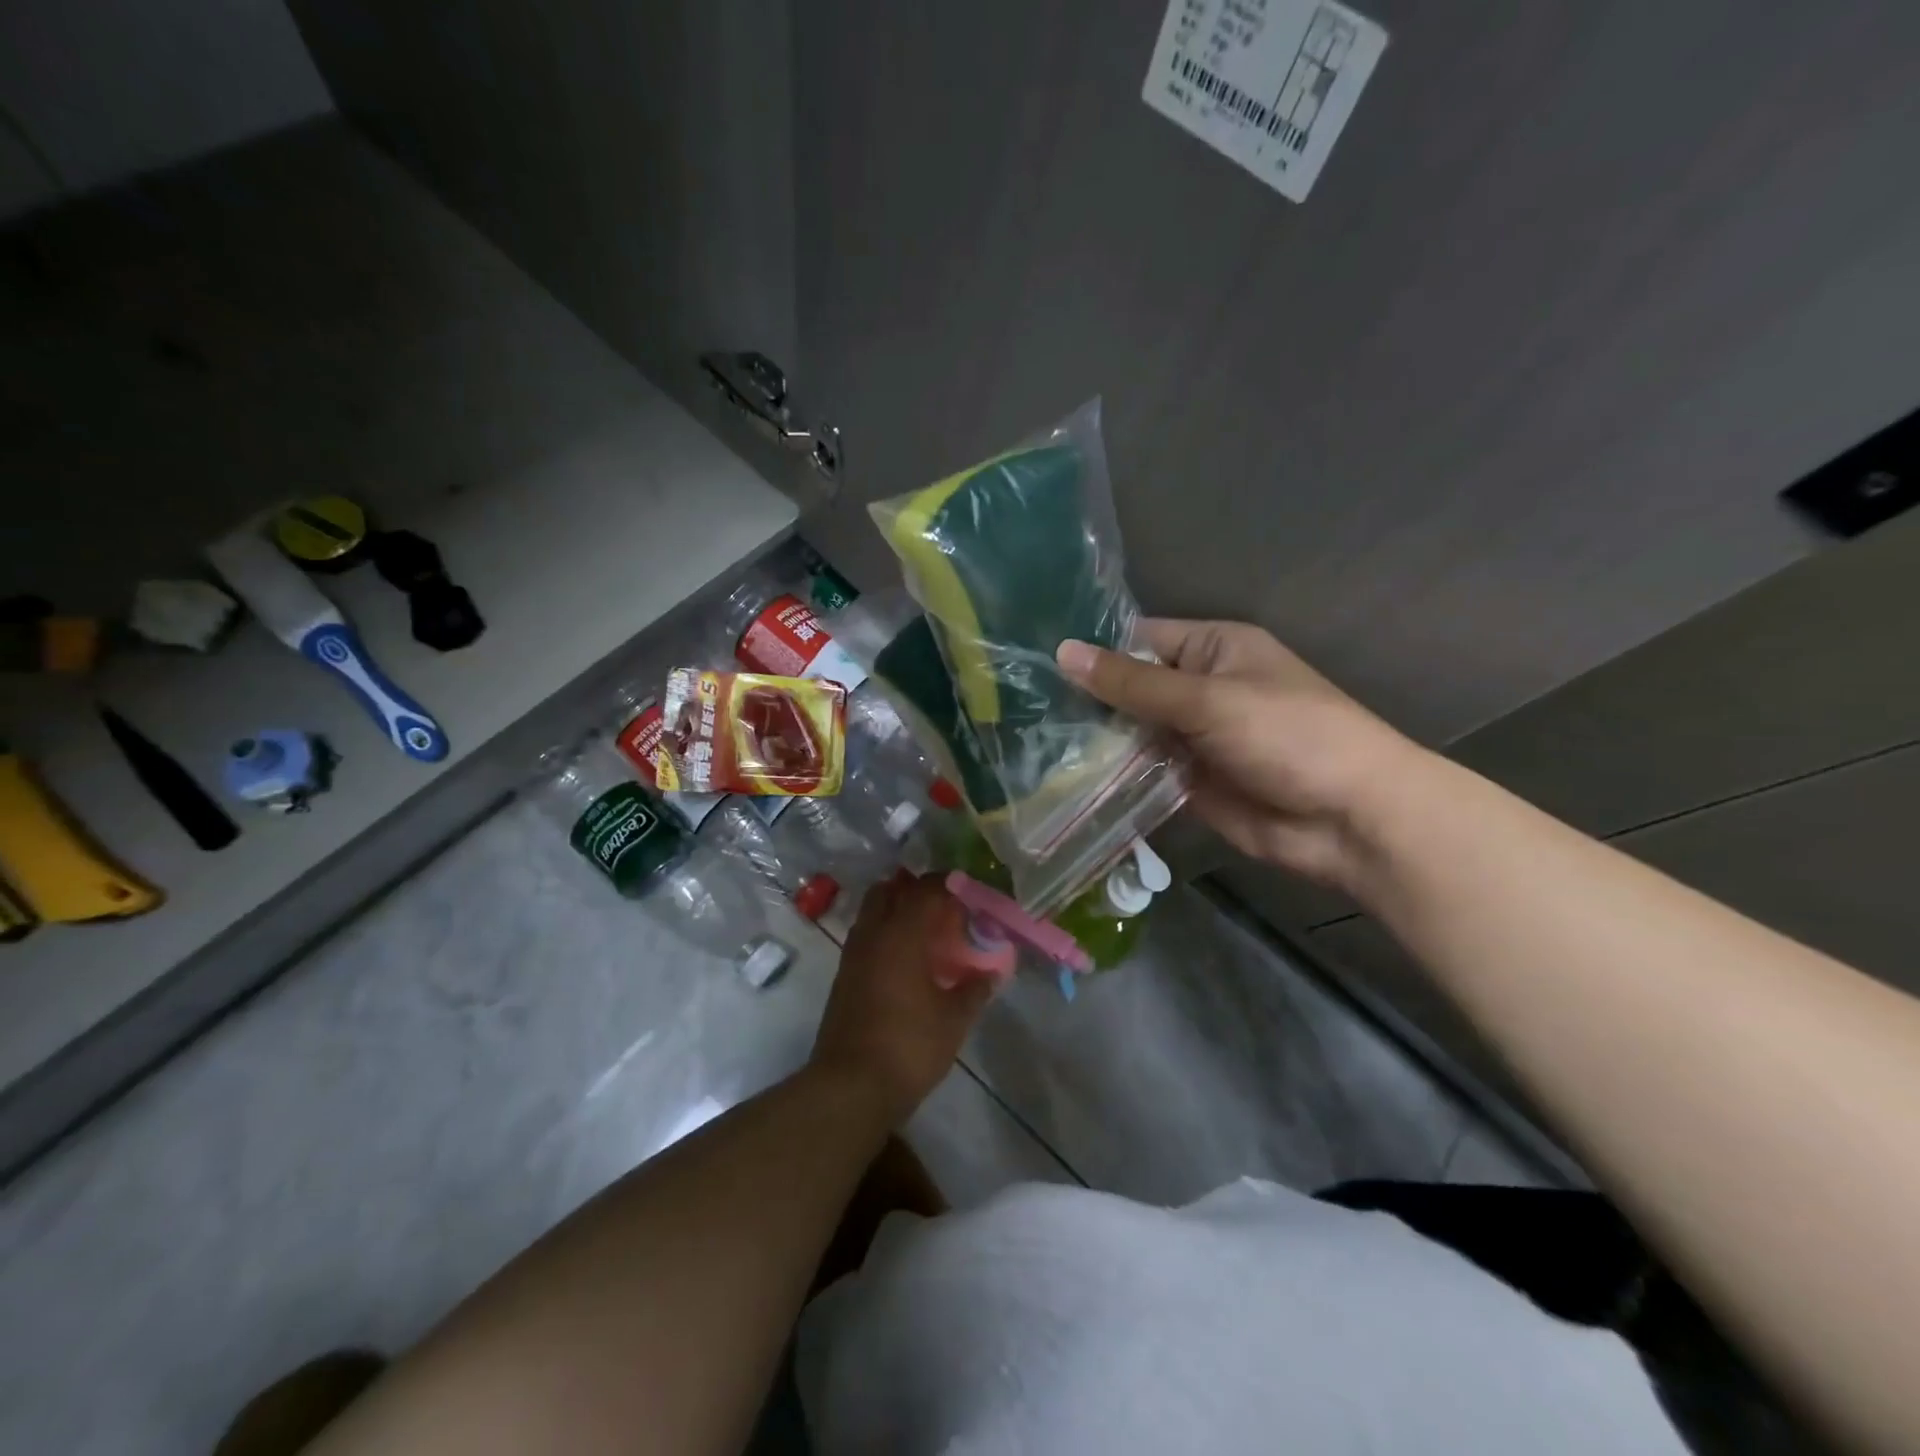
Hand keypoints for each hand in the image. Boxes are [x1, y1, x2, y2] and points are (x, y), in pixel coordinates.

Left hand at [810, 873, 994, 1122]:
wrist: (850, 1087)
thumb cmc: (908, 1046)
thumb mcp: (954, 1020)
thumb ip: (975, 989)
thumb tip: (992, 972)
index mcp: (901, 934)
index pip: (925, 890)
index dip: (948, 885)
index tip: (969, 893)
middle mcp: (873, 934)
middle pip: (890, 890)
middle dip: (916, 890)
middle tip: (944, 908)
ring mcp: (853, 954)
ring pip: (873, 912)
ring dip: (897, 910)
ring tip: (927, 932)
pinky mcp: (844, 976)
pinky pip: (866, 936)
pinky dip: (885, 933)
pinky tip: (906, 960)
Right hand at [1057, 619, 1424, 889]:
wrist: (1350, 819)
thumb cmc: (1288, 735)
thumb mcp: (1207, 699)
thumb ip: (1133, 683)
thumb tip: (1063, 652)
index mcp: (1212, 650)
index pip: (1138, 640)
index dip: (1092, 651)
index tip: (1035, 665)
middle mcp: (1199, 689)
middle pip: (1130, 689)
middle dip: (1086, 701)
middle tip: (1022, 710)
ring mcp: (1192, 739)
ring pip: (1131, 734)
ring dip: (1094, 742)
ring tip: (1031, 745)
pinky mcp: (1188, 783)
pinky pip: (1141, 773)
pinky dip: (1112, 777)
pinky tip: (1063, 780)